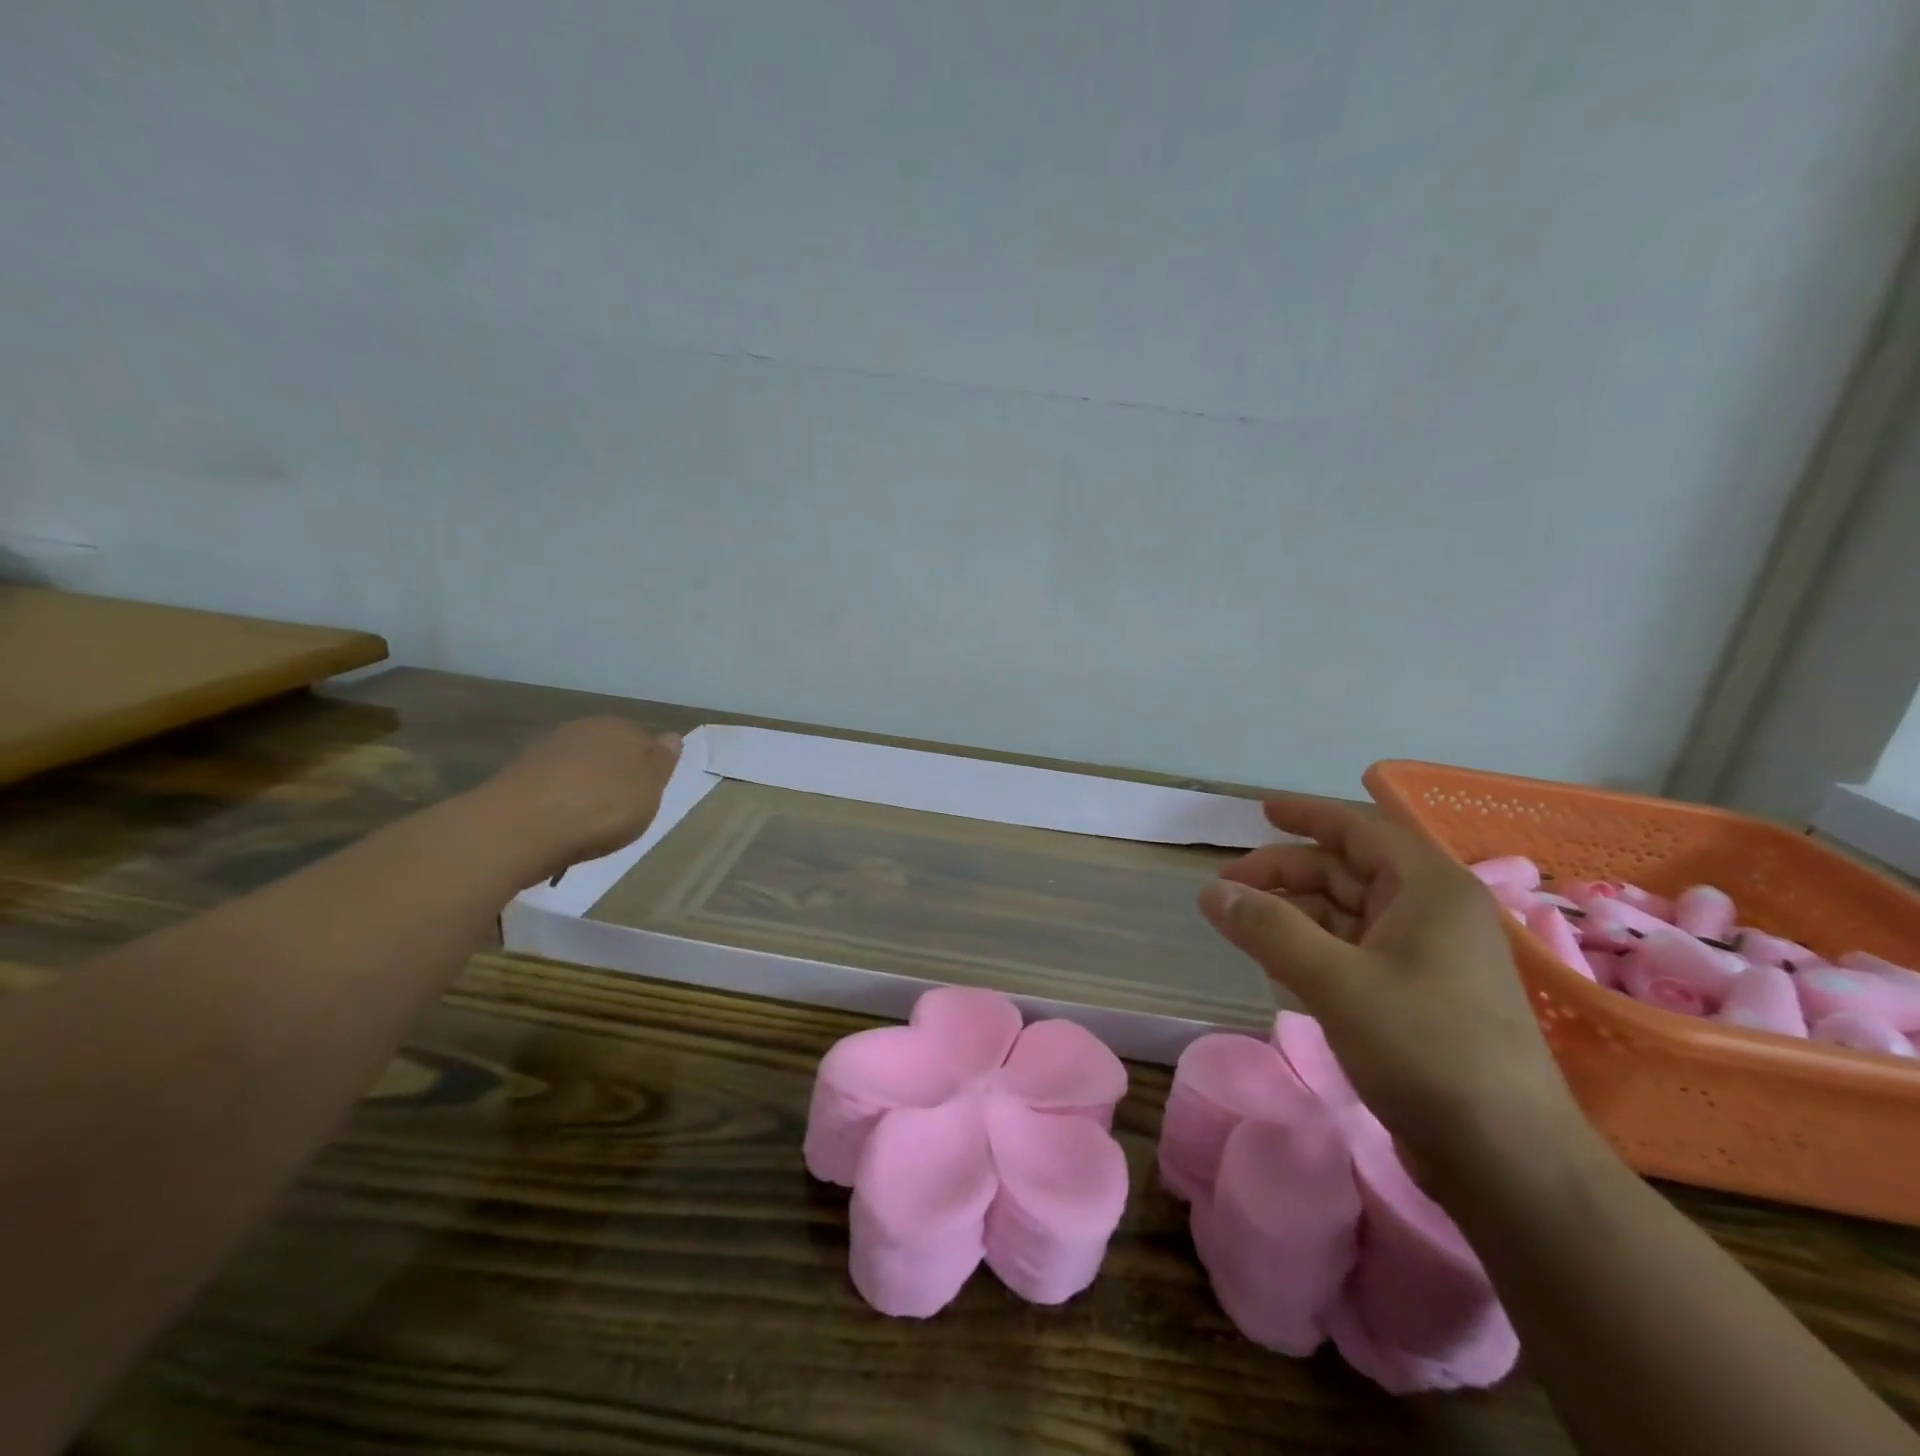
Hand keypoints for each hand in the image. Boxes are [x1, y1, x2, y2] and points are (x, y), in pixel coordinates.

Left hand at [477, 718, 682, 880]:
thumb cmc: (602, 808)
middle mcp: (583, 729)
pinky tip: (562, 821)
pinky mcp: (518, 775)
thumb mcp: (649, 790)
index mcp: (621, 728)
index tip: (651, 795)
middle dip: (617, 774)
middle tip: (624, 809)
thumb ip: (661, 763)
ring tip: (592, 819)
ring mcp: (547, 750)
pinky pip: (553, 785)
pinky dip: (560, 799)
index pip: (646, 742)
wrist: (522, 827)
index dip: (651, 768)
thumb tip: (671, 737)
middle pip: (610, 751)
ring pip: (580, 766)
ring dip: (586, 786)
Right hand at [1198, 796, 1582, 1184]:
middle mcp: (1431, 911)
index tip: (1260, 812)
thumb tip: (1211, 892)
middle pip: (1346, 870)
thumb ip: (1268, 928)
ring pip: (1346, 913)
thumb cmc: (1425, 1048)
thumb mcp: (1334, 981)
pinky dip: (1312, 948)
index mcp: (1428, 888)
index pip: (1360, 828)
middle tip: (1227, 887)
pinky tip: (1277, 963)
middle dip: (1285, 872)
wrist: (1505, 1158)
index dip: (1307, 815)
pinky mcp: (1417, 996)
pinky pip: (1353, 951)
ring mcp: (1427, 956)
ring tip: (1242, 925)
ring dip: (1293, 913)